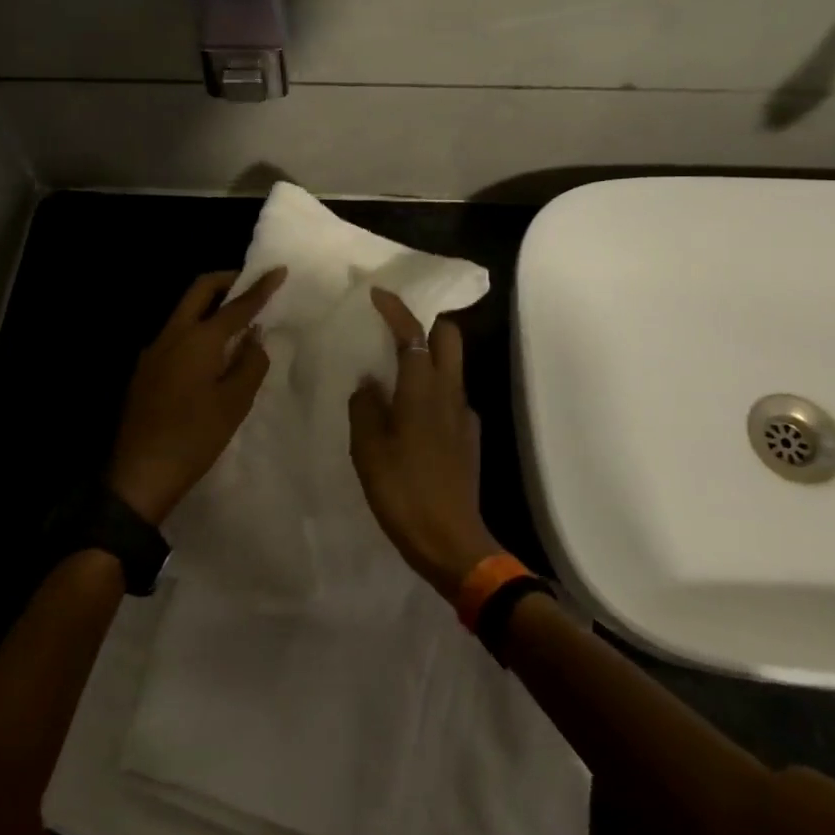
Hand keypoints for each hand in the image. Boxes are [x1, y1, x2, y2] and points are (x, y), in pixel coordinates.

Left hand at [108, 267, 286, 524]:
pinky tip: (211, 352)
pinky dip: (197, 328)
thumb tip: (255, 338)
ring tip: (236, 319)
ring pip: (184, 310)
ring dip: (210, 305)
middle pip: (199, 290)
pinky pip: (176, 334)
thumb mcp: (235, 402)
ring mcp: (154, 350)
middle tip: (250, 284)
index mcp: (199, 339)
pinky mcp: (146, 368)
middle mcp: (173, 334)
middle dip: (226, 281)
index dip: (260, 287)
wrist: (140, 474)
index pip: (237, 305)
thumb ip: (251, 363)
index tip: (278, 270)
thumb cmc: (195, 437)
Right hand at [347, 288, 501, 597]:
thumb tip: (369, 383)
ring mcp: (464, 415)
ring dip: (429, 356)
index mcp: (423, 389)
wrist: (451, 541)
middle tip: (396, 327)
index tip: (378, 294)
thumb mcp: (368, 449)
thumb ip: (365, 407)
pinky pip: (451, 397)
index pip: (414, 333)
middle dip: (427, 323)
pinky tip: (411, 413)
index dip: (397, 309)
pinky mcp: (469, 437)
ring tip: (396, 370)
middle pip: (449, 338)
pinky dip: (432, 389)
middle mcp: (450, 393)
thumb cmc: (403, 491)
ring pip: (452, 366)